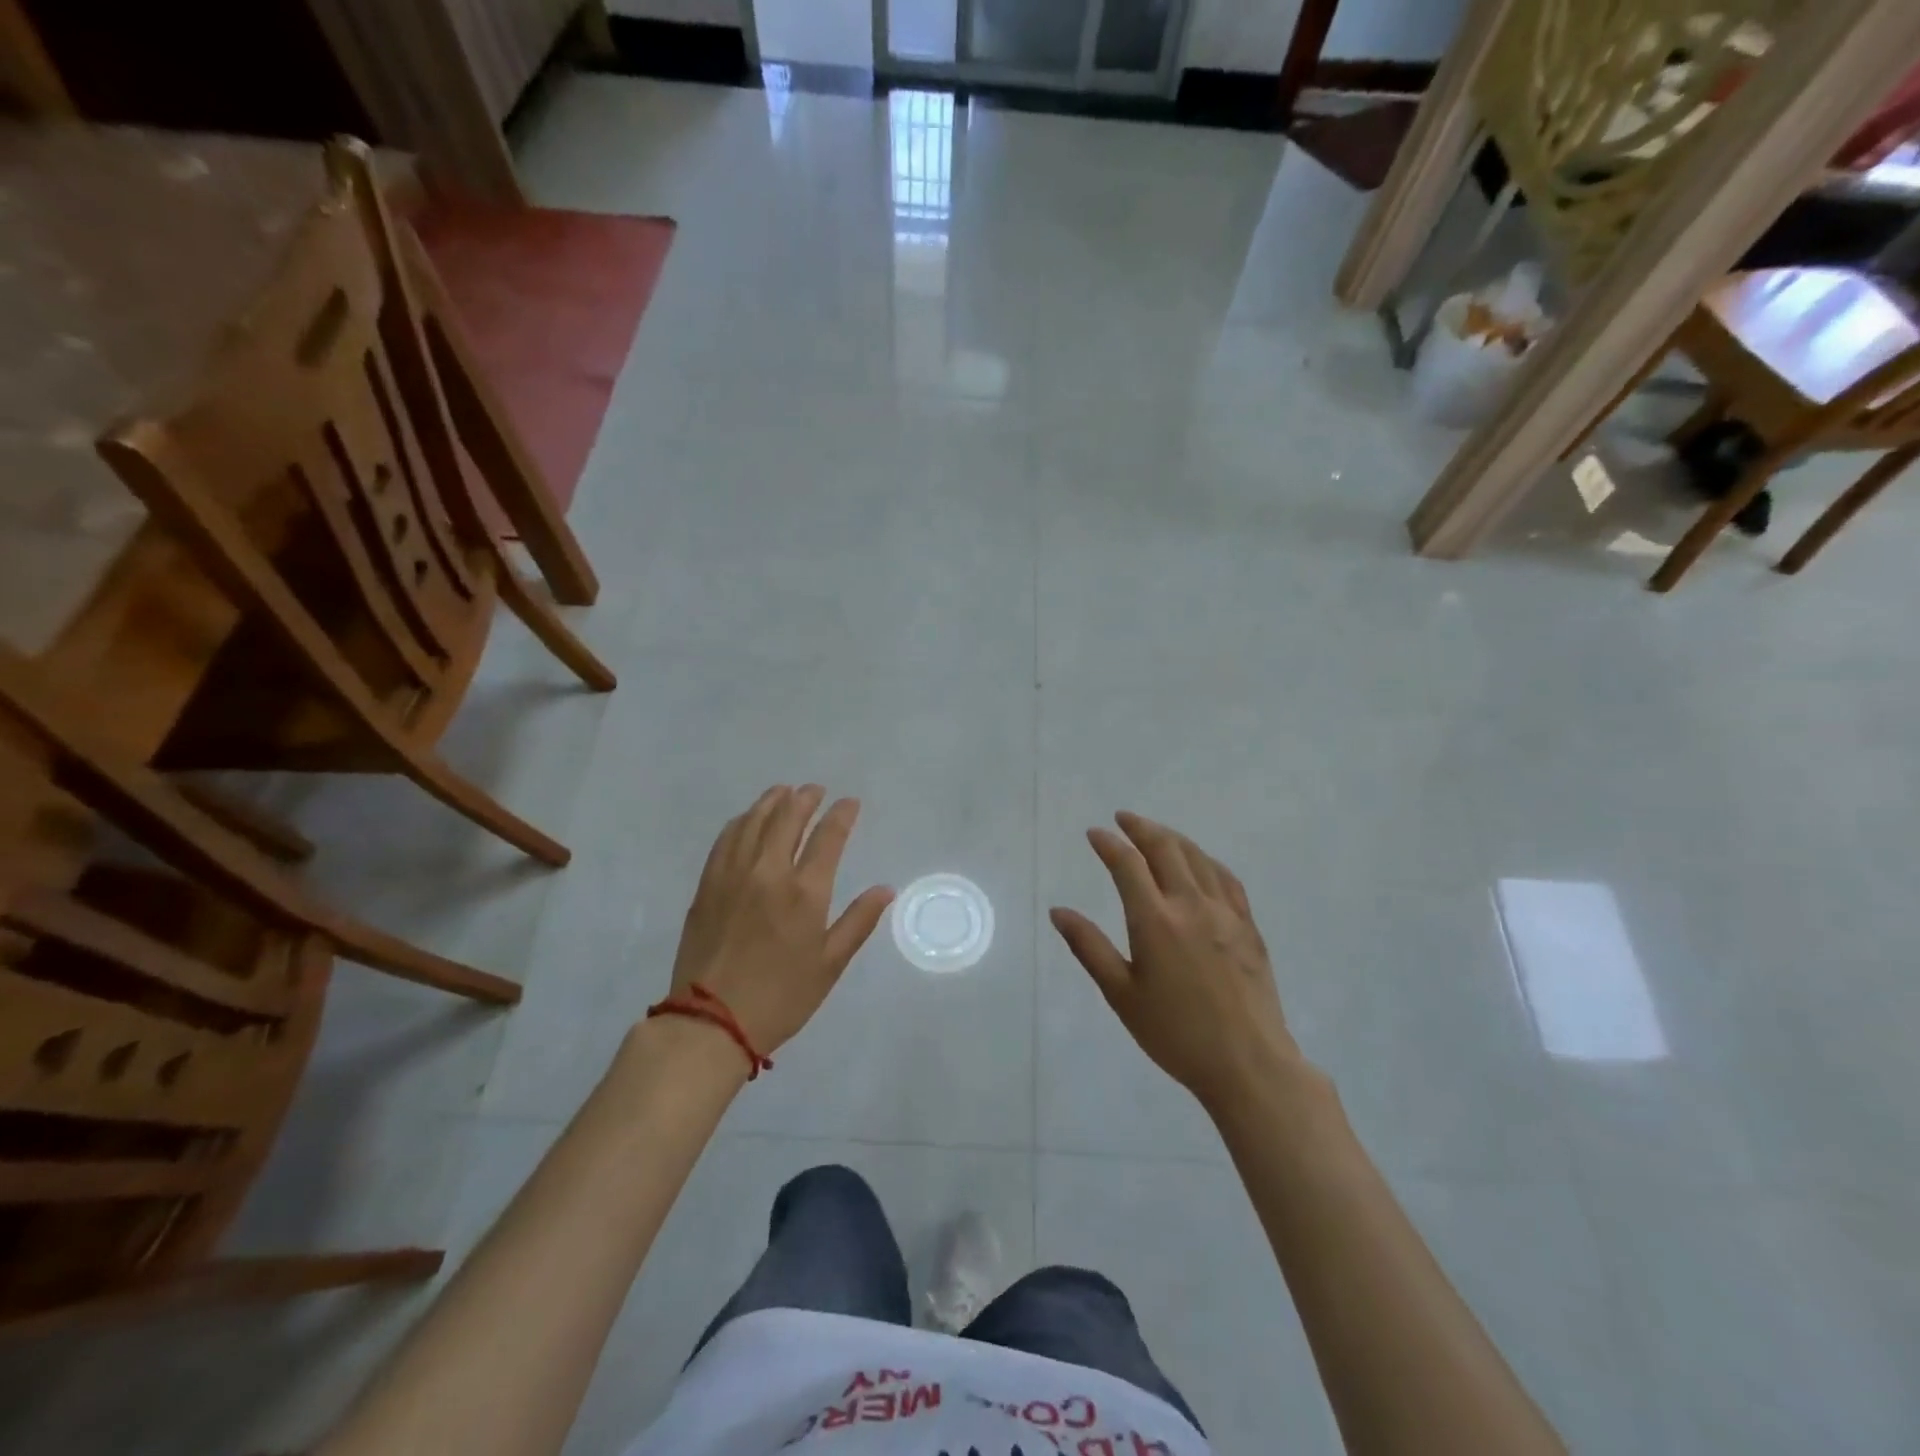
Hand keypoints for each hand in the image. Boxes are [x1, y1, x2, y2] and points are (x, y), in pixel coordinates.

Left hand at [669, 785, 893, 1054]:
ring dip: (772, 801)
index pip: (828, 836)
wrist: (711, 1022)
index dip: (841, 814)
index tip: (850, 803)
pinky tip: (747, 819)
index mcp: (805, 892)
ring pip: (753, 821)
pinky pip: (726, 839)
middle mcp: (768, 872)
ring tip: (783, 792)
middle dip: (805, 798)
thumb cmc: (781, 997)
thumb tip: (884, 889)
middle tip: (815, 790)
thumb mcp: (830, 964)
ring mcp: (733, 875)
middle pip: (788, 817)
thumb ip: (858, 921)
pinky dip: (741, 821)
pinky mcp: (708, 885)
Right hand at [1050, 811, 1301, 1114]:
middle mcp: (1190, 905)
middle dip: (1140, 828)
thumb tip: (1059, 911)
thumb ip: (1089, 948)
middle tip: (1122, 819)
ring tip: (1155, 833)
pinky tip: (1200, 862)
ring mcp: (1225, 913)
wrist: (1248, 1064)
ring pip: (1197, 858)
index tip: (1094, 833)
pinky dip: (1206, 860)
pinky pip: (1226, 878)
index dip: (1108, 843)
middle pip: (1165, 849)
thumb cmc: (1175, 1034)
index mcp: (1155, 921)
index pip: (1127, 865)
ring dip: (1172, 838)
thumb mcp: (1121, 995)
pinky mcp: (1248, 926)